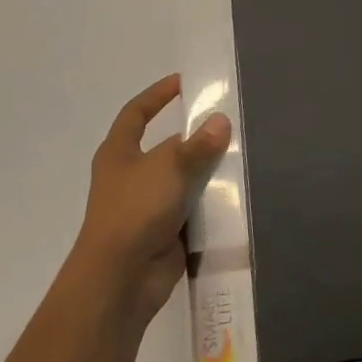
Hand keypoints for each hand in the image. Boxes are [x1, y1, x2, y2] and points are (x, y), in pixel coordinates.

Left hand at [67, 74, 230, 329]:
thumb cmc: (135, 211)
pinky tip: (238, 194)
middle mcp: (131, 176)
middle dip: (195, 138)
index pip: (136, 113)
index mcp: (119, 154)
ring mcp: (148, 206)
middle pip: (166, 148)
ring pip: (183, 179)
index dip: (157, 96)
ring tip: (242, 157)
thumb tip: (221, 122)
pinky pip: (193, 209)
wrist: (121, 278)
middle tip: (230, 125)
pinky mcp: (165, 232)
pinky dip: (211, 203)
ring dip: (207, 172)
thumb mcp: (169, 168)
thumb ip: (198, 145)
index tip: (183, 82)